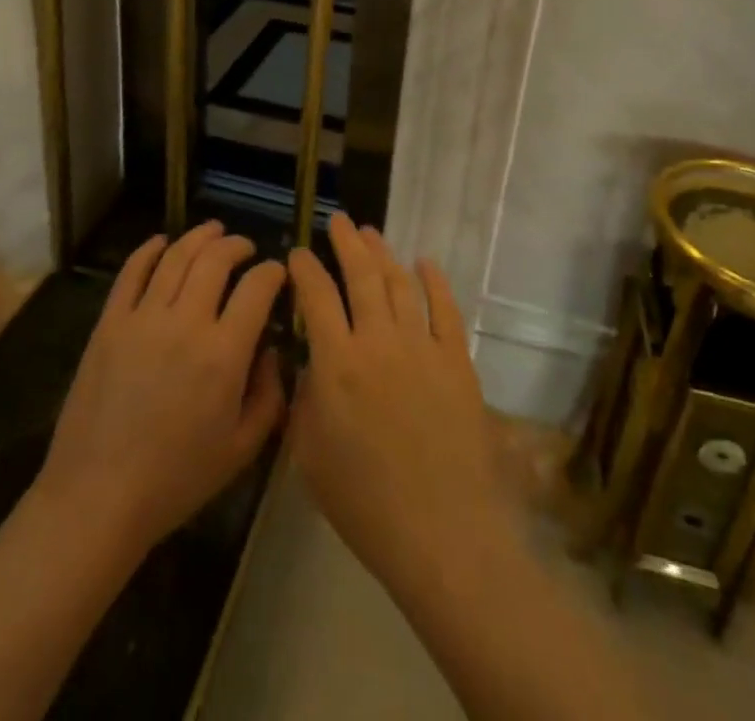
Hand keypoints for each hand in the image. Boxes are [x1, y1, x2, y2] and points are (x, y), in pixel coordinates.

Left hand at [36, 221, 287, 558]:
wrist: (97, 497)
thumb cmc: (176, 479)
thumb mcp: (241, 450)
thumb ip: (269, 396)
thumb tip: (271, 351)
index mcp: (224, 354)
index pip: (257, 288)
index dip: (273, 272)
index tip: (278, 272)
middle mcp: (186, 322)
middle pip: (216, 259)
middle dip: (237, 245)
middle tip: (246, 248)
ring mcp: (143, 317)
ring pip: (177, 256)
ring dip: (200, 237)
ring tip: (213, 231)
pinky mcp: (109, 322)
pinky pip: (132, 272)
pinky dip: (149, 249)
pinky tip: (162, 242)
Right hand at [287, 213, 518, 598]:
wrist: (442, 533)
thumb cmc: (365, 503)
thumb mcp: (310, 457)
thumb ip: (304, 401)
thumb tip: (312, 366)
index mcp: (337, 363)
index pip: (316, 297)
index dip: (305, 269)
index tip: (297, 253)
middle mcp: (378, 341)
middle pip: (360, 275)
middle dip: (346, 242)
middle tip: (338, 221)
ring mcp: (422, 347)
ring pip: (399, 284)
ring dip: (383, 254)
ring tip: (371, 233)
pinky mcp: (456, 361)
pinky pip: (445, 309)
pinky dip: (435, 281)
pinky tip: (425, 263)